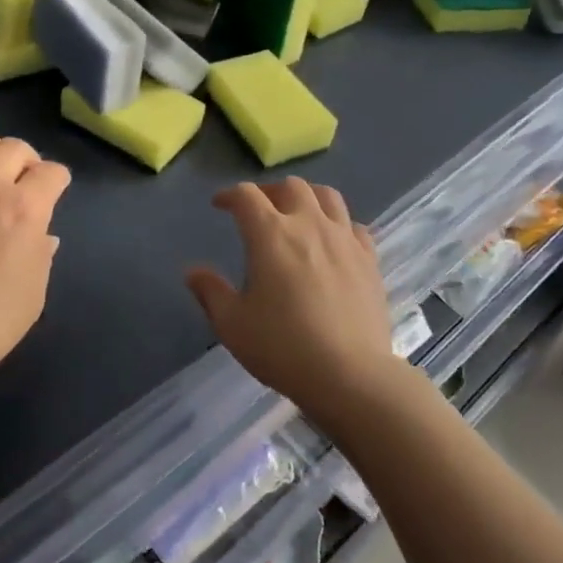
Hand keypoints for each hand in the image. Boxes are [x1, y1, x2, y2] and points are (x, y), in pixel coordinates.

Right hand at [185, 179, 397, 425]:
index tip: (220, 205)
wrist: (351, 376)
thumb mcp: (233, 324)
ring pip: (327, 196)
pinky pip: (354, 225)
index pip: (246, 195)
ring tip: (298, 214)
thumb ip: (210, 292)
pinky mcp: (369, 259)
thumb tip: (193, 272)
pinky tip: (333, 241)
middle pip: (290, 186)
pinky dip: (338, 224)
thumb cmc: (283, 348)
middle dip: (269, 191)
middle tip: (259, 210)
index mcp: (270, 234)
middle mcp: (308, 224)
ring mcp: (344, 239)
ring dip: (307, 197)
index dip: (229, 195)